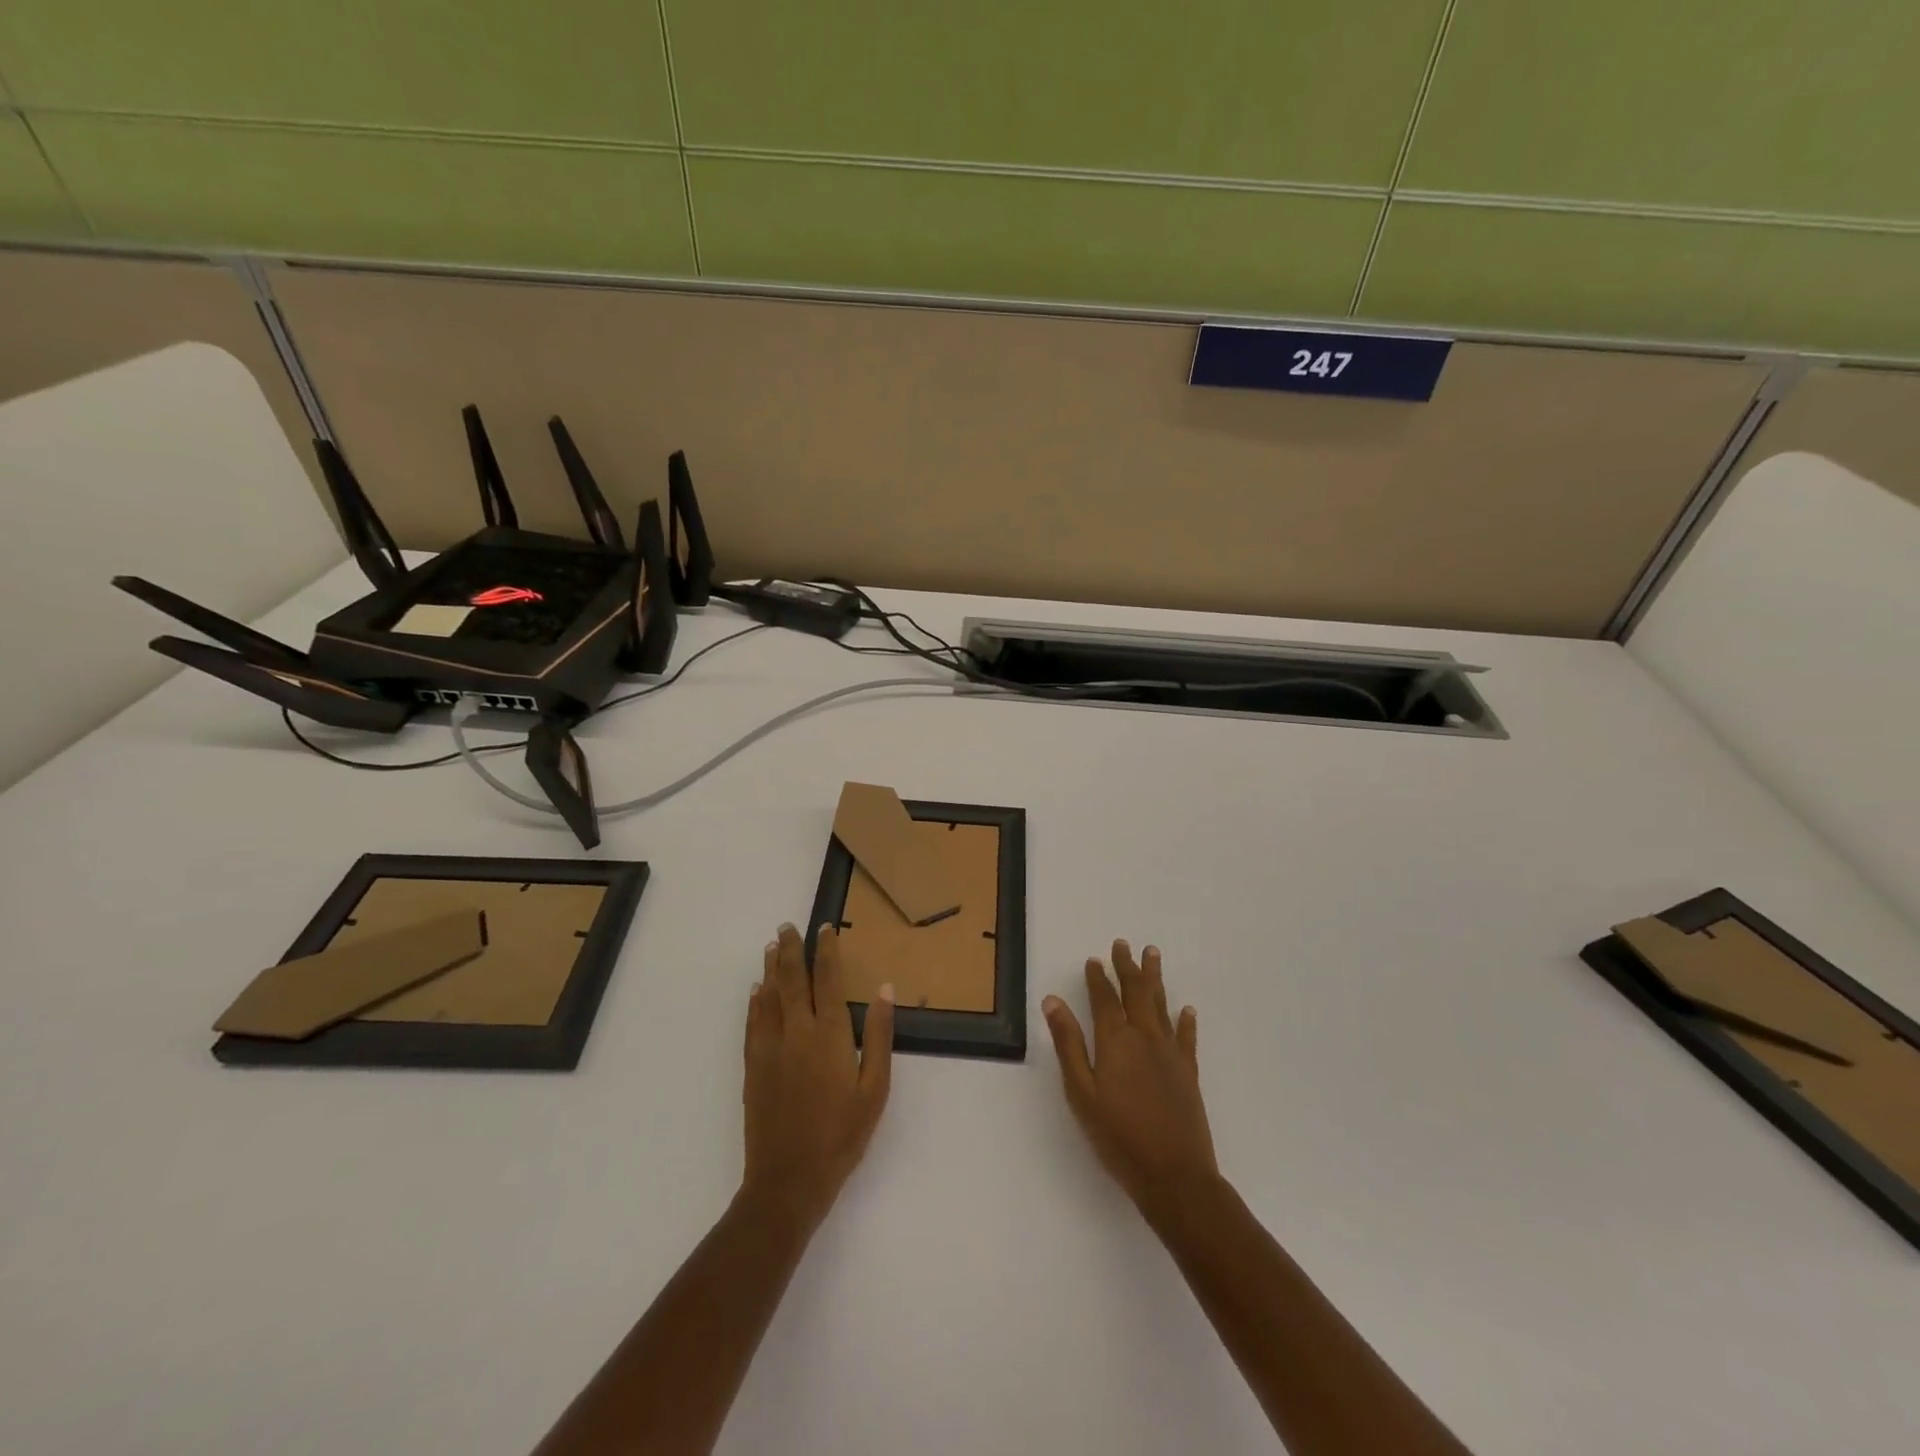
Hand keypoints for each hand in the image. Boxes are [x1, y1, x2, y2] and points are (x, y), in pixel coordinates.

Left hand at [741, 923, 894, 1228]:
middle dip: (789, 950)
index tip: (825, 928)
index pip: (827, 979)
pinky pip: (752, 1023)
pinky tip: (756, 992)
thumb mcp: (875, 1088)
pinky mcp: (753, 1067)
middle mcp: (796, 1031)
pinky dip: (755, 1002)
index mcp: (829, 1034)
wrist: (788, 1179)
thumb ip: (878, 1035)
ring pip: (768, 996)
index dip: (826, 951)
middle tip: (786, 926)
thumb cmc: (842, 1135)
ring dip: (770, 968)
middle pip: (791, 980)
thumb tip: (884, 989)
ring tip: (771, 947)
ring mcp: (770, 1048)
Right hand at [1044, 941, 1217, 1210]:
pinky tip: (1186, 1009)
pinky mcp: (1188, 1072)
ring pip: (1162, 1005)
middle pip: (1136, 992)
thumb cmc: (1118, 1136)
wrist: (1174, 1175)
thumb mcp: (1081, 1092)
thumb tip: (1053, 1001)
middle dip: (1128, 967)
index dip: (1098, 977)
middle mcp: (1145, 1037)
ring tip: (1153, 955)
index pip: (1104, 998)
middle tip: (1124, 944)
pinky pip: (1187, 1036)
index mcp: (1115, 1040)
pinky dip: (1185, 1020)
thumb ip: (1068, 1044)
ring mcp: (1170, 1053)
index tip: (1094, 959)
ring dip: (1155, 978)